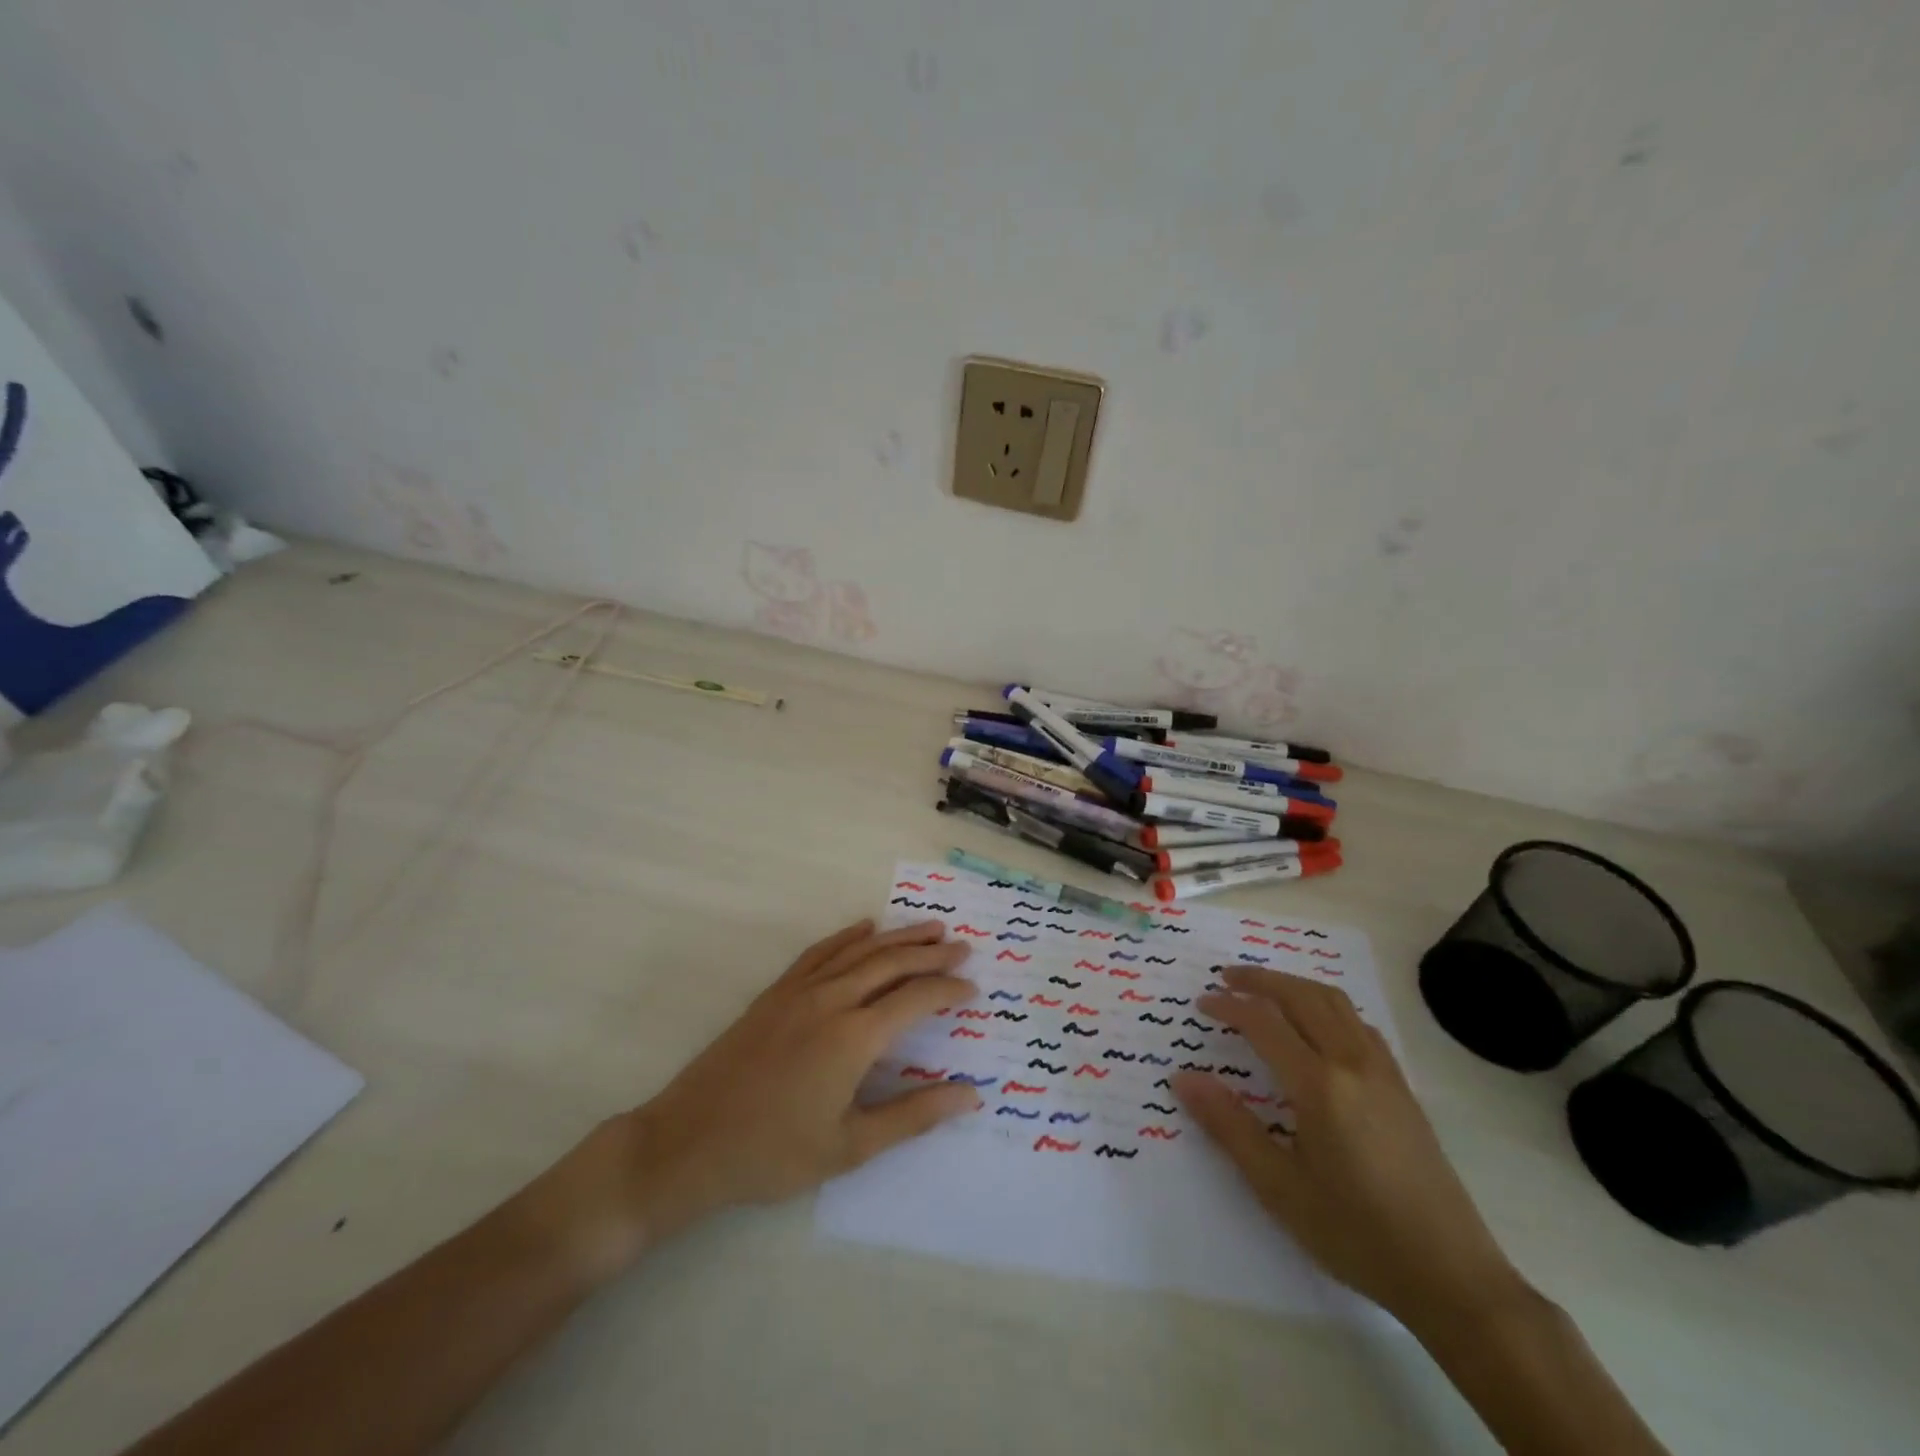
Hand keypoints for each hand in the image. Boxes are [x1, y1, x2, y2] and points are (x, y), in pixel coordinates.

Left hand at [539, 919, 979, 1270]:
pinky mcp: (776, 992)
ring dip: (898, 936)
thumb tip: (970, 1096)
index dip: (948, 991)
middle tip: (963, 947)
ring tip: (930, 927)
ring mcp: (800, 991)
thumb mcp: (850, 1147)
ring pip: (860, 950)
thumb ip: (913, 1116)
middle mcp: (832, 1000)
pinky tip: (865, 928)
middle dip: (932, 953)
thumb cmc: (773, 1154)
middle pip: (892, 963)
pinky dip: (848, 936)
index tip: (973, 990)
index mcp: (854, 1038)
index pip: (915, 1000)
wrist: (688, 1142)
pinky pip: (820, 951)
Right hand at [1174, 966, 1522, 1328]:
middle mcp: (1353, 1064)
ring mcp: (1384, 1072)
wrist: (1452, 1277)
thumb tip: (1184, 1079)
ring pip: (1335, 1002)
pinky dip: (1328, 1006)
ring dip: (1295, 986)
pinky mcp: (1402, 1088)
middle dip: (1260, 980)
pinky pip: (1359, 1023)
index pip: (1264, 1022)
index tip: (1201, 1005)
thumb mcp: (1279, 1188)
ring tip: (1265, 990)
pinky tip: (1317, 1027)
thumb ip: (1229, 1126)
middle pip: (1302, 996)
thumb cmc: (1356, 1234)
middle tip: (1226, 978)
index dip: (1228, 1006)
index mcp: (1319, 1085)